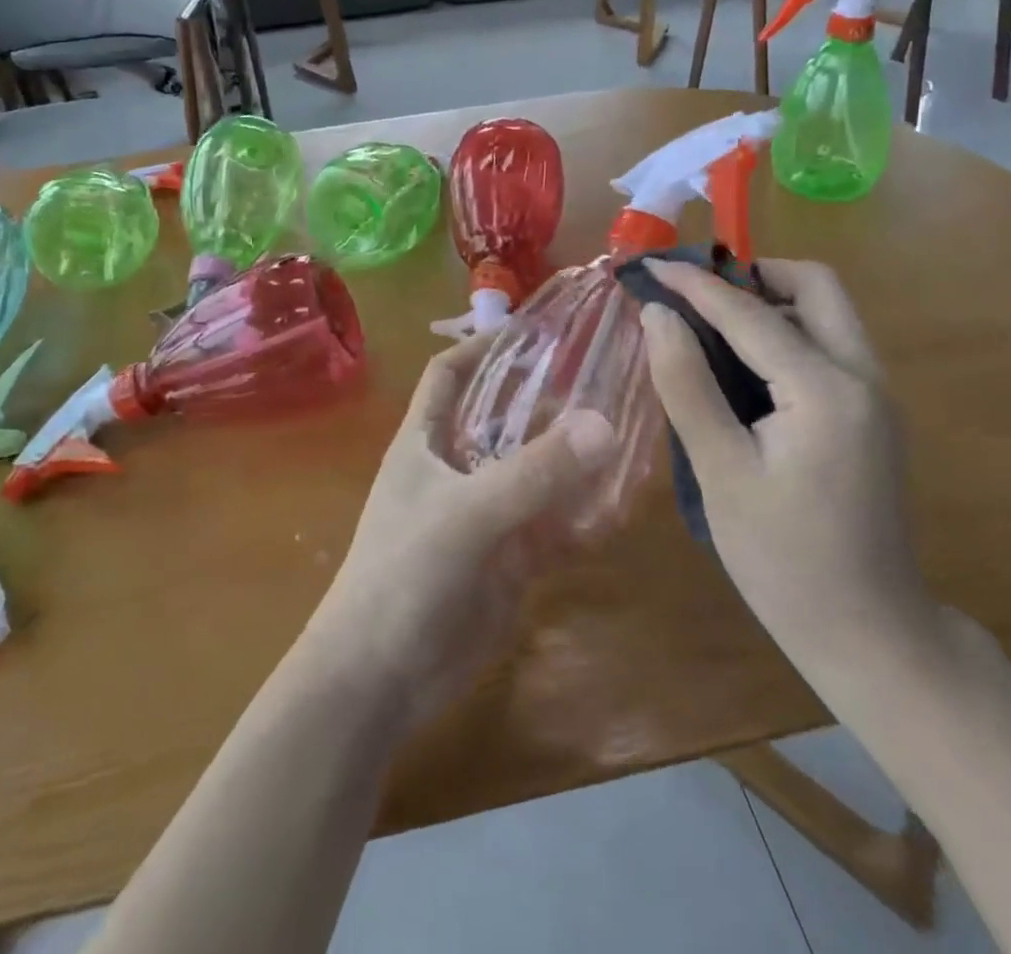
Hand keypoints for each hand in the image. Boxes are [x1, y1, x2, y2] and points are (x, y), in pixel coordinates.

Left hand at [305, 334, 616, 728]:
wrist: (380, 682)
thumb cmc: (404, 576)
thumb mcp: (468, 515)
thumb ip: (534, 473)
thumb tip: (604, 423)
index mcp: (427, 442)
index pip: (449, 374)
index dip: (482, 346)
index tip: (535, 328)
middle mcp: (457, 469)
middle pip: (506, 418)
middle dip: (549, 400)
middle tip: (608, 375)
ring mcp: (486, 515)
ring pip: (537, 472)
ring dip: (576, 457)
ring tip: (630, 428)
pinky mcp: (509, 560)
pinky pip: (554, 525)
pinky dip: (584, 515)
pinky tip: (624, 503)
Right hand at [638, 258, 933, 677]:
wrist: (868, 633)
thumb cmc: (783, 560)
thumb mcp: (721, 472)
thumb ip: (687, 384)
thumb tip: (658, 315)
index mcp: (826, 389)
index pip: (750, 312)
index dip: (694, 284)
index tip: (649, 265)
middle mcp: (863, 376)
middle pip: (815, 286)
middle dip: (752, 274)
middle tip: (694, 295)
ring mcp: (875, 394)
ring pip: (826, 312)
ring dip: (769, 300)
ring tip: (708, 324)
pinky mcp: (870, 414)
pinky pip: (828, 344)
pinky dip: (784, 332)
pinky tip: (743, 366)